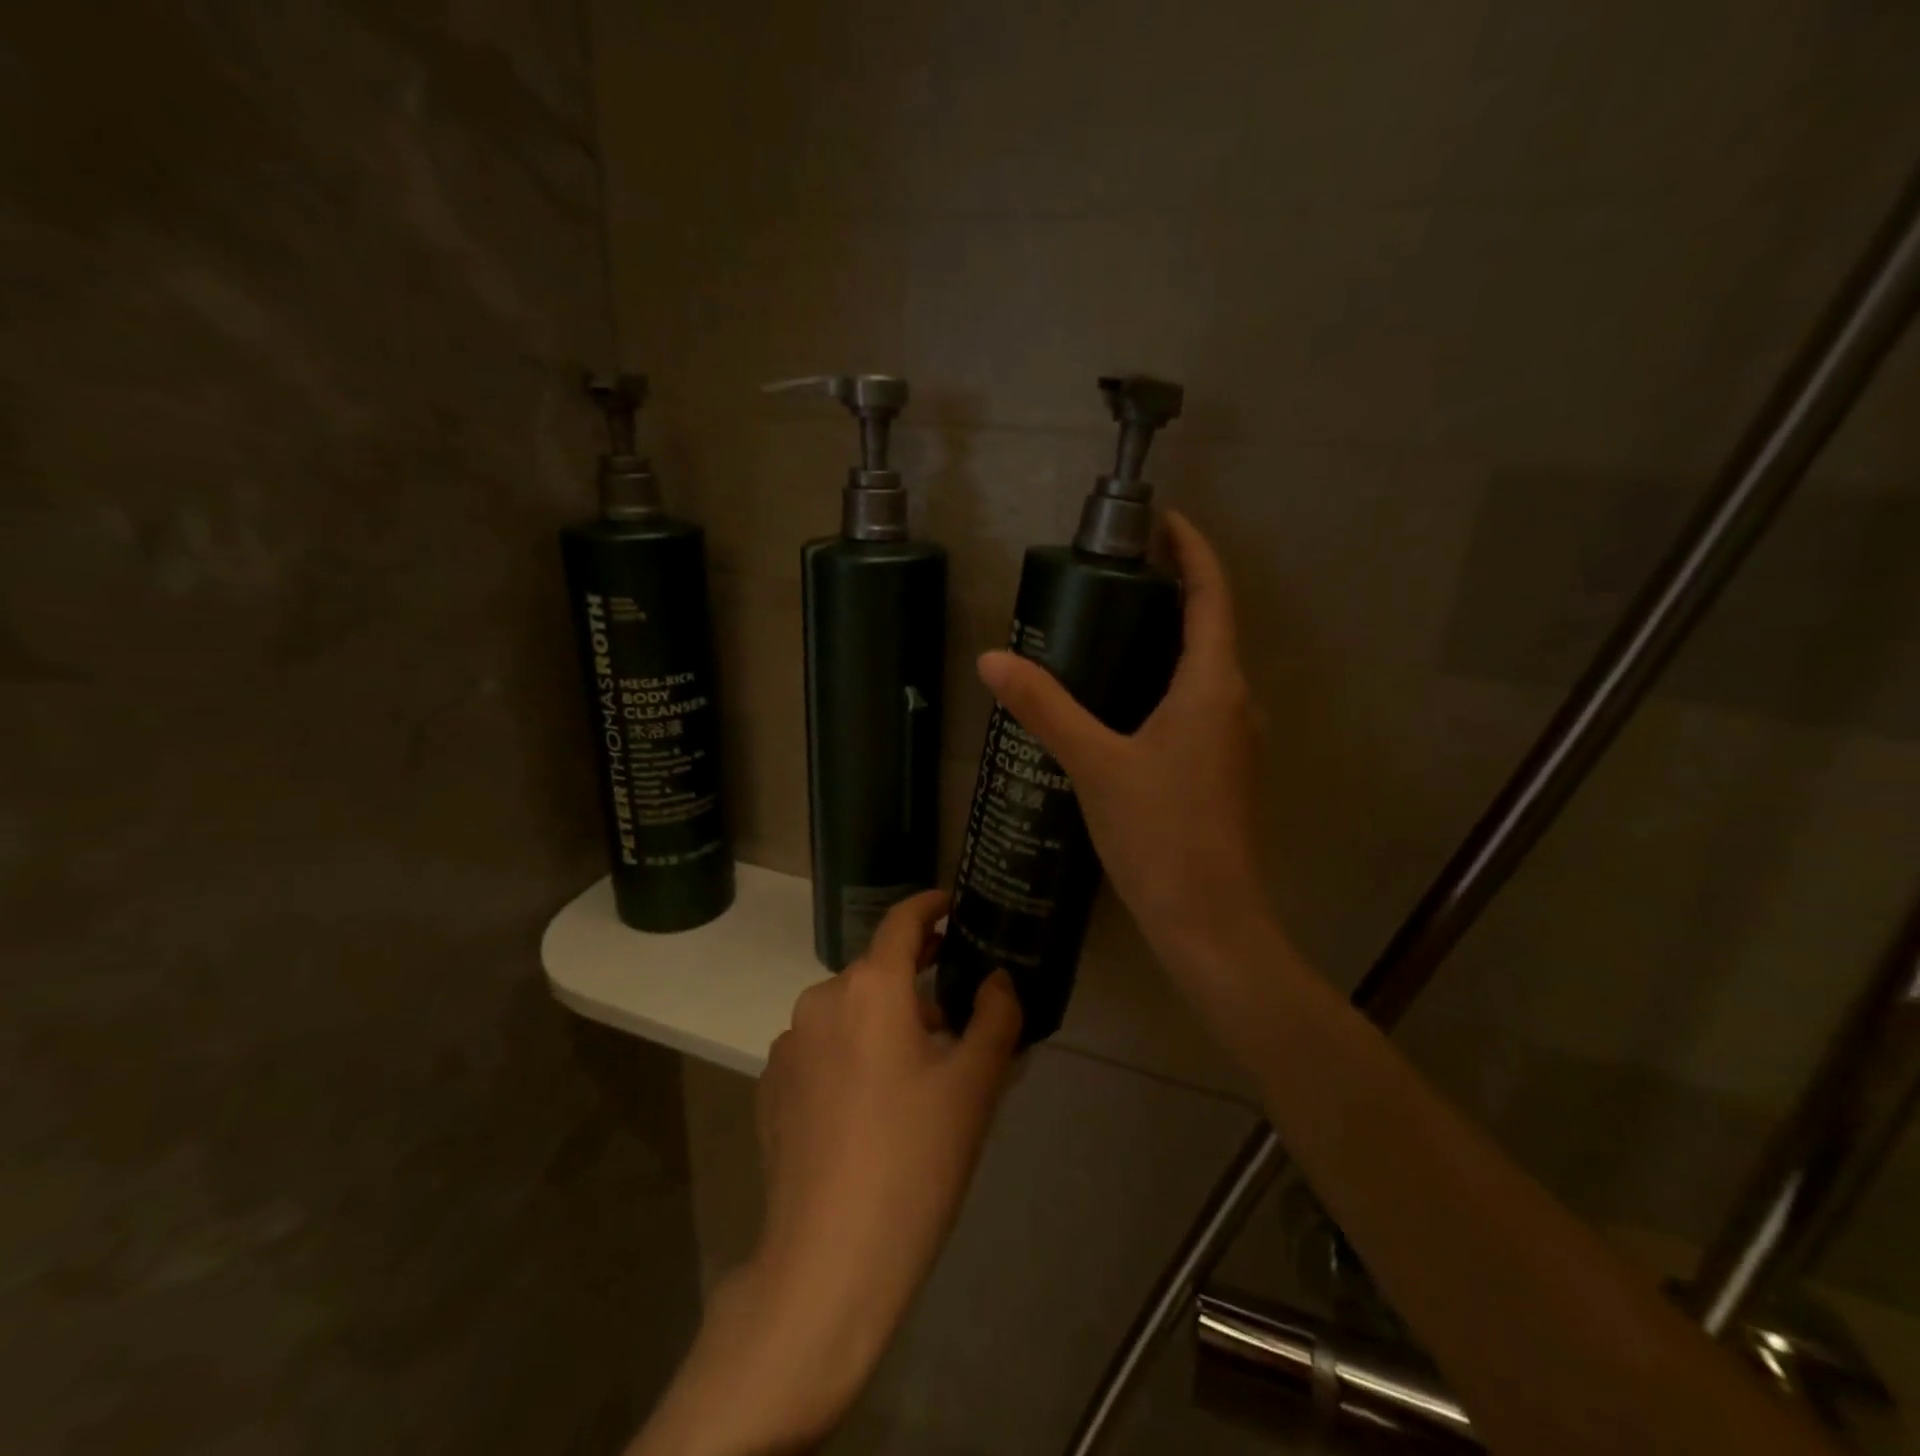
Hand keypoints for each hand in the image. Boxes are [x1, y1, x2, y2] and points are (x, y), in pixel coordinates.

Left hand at [630, 892, 1021, 1455]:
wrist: (829, 1258)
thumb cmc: (914, 1159)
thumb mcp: (974, 1085)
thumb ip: (994, 1016)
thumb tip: (995, 979)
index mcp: (871, 987)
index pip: (903, 921)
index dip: (930, 906)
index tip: (952, 907)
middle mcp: (822, 999)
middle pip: (878, 972)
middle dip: (916, 983)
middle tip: (955, 1018)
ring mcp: (789, 1043)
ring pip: (848, 1012)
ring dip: (883, 1022)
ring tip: (916, 1073)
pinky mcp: (772, 1084)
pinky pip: (822, 1048)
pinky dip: (850, 1053)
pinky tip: (869, 1106)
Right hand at [977, 512, 1267, 966]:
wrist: (1209, 920)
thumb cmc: (1161, 835)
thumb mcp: (1095, 765)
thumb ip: (1045, 708)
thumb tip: (993, 659)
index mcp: (1213, 686)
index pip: (1211, 595)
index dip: (1192, 551)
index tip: (1161, 521)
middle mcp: (1234, 702)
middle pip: (1209, 627)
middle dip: (1172, 590)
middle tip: (1116, 574)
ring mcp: (1232, 739)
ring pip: (1202, 669)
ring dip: (1167, 638)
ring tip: (1111, 626)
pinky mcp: (1219, 768)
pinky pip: (1196, 703)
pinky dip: (1164, 681)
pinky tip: (1122, 700)